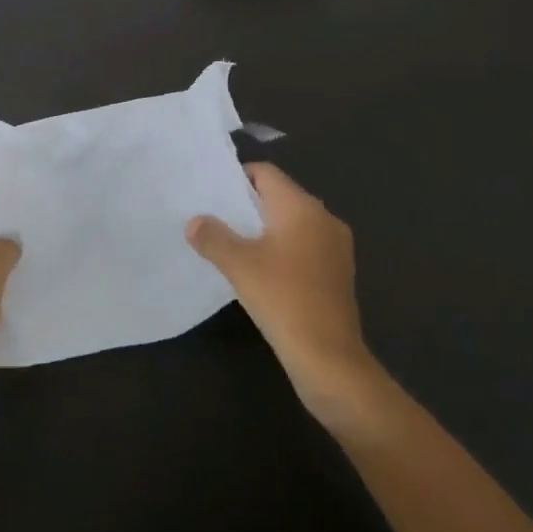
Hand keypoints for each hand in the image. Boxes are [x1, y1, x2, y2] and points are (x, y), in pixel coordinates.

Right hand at [187, 164, 380, 427]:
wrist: (329, 358)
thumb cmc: (283, 299)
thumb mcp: (239, 266)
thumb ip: (213, 237)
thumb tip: (194, 222)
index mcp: (302, 207)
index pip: (266, 173)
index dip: (238, 177)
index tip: (213, 192)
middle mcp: (324, 218)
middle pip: (280, 196)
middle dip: (249, 204)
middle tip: (216, 216)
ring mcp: (336, 246)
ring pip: (293, 223)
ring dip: (265, 229)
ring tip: (233, 243)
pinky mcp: (338, 272)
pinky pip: (304, 245)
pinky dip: (282, 249)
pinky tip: (261, 270)